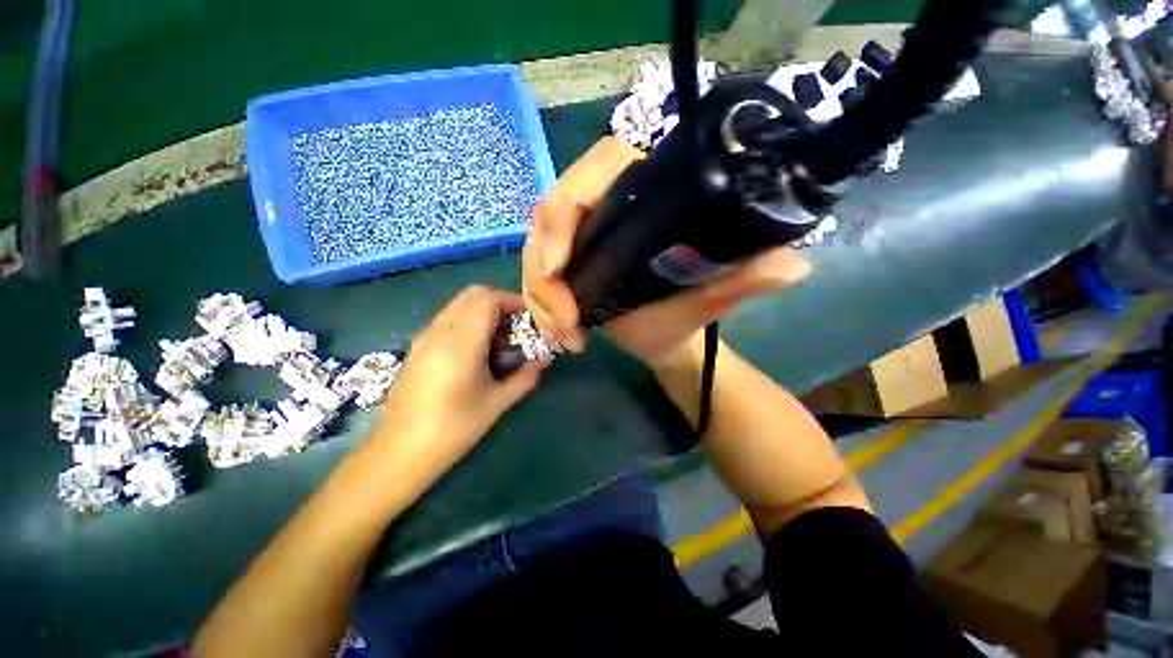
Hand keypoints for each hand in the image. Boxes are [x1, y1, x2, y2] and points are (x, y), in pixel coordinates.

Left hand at [371, 286, 546, 481]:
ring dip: (483, 312)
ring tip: (500, 340)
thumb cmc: (453, 428)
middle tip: (517, 325)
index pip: (488, 299)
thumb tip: (544, 361)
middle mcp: (440, 331)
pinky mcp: (418, 347)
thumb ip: (524, 377)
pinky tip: (478, 351)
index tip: (530, 315)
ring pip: (458, 305)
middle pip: (472, 295)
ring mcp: (425, 337)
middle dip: (499, 302)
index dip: (512, 301)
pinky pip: (448, 319)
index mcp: (461, 342)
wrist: (400, 452)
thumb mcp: (496, 403)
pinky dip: (468, 321)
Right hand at [522, 137, 811, 368]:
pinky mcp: (568, 260)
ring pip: (536, 248)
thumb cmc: (685, 315)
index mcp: (643, 195)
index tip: (560, 264)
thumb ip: (744, 279)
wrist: (664, 337)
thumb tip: (790, 266)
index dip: (568, 205)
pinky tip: (561, 331)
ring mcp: (581, 236)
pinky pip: (537, 271)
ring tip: (568, 336)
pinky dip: (540, 303)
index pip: (597, 167)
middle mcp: (606, 207)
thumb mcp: (714, 297)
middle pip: (551, 212)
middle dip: (544, 269)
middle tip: (564, 319)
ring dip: (542, 296)